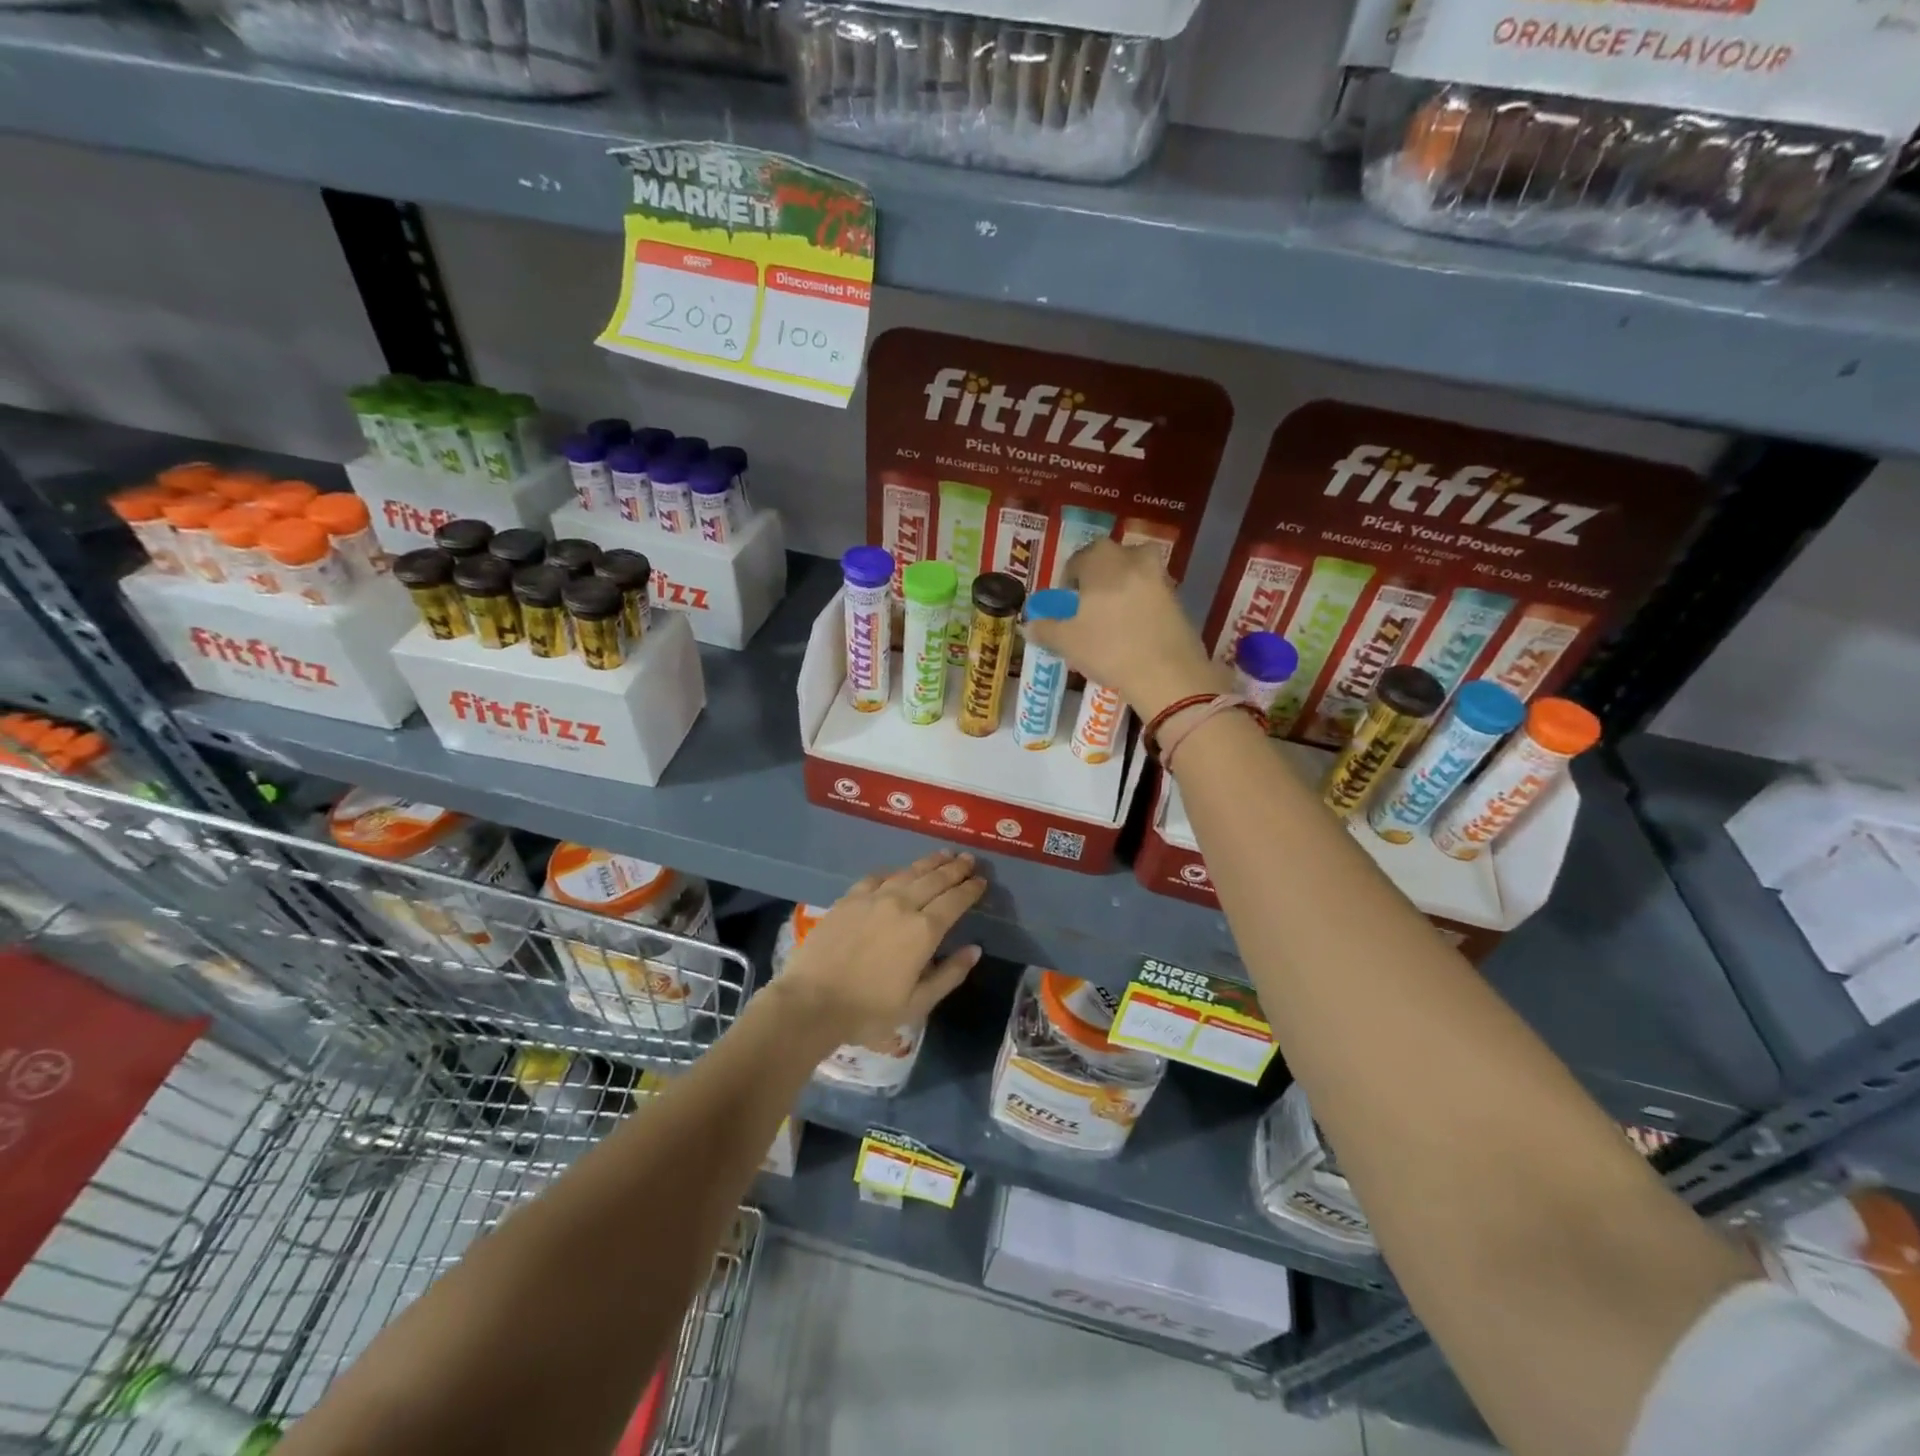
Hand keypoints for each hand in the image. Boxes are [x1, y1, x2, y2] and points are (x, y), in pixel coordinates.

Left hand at [775, 850, 986, 1047]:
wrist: (812, 1001)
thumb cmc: (869, 1010)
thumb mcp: (917, 1003)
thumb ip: (949, 974)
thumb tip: (974, 949)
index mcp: (924, 931)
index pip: (955, 901)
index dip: (970, 889)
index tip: (981, 880)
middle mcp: (902, 905)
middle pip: (934, 879)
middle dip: (955, 869)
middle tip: (968, 859)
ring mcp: (873, 898)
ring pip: (908, 872)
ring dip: (929, 863)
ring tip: (943, 855)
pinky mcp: (849, 898)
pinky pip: (878, 877)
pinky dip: (895, 872)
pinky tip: (899, 871)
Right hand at [1025, 539, 1226, 717]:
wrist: (1167, 673)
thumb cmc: (1109, 649)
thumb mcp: (1067, 642)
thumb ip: (1045, 629)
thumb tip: (1029, 625)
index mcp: (1101, 561)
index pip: (1077, 560)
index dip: (1068, 581)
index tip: (1065, 604)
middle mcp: (1132, 558)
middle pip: (1109, 560)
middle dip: (1097, 578)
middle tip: (1088, 607)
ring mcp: (1159, 577)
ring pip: (1134, 573)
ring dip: (1122, 587)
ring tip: (1112, 618)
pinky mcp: (1178, 598)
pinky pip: (1151, 593)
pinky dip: (1141, 604)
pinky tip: (1134, 630)